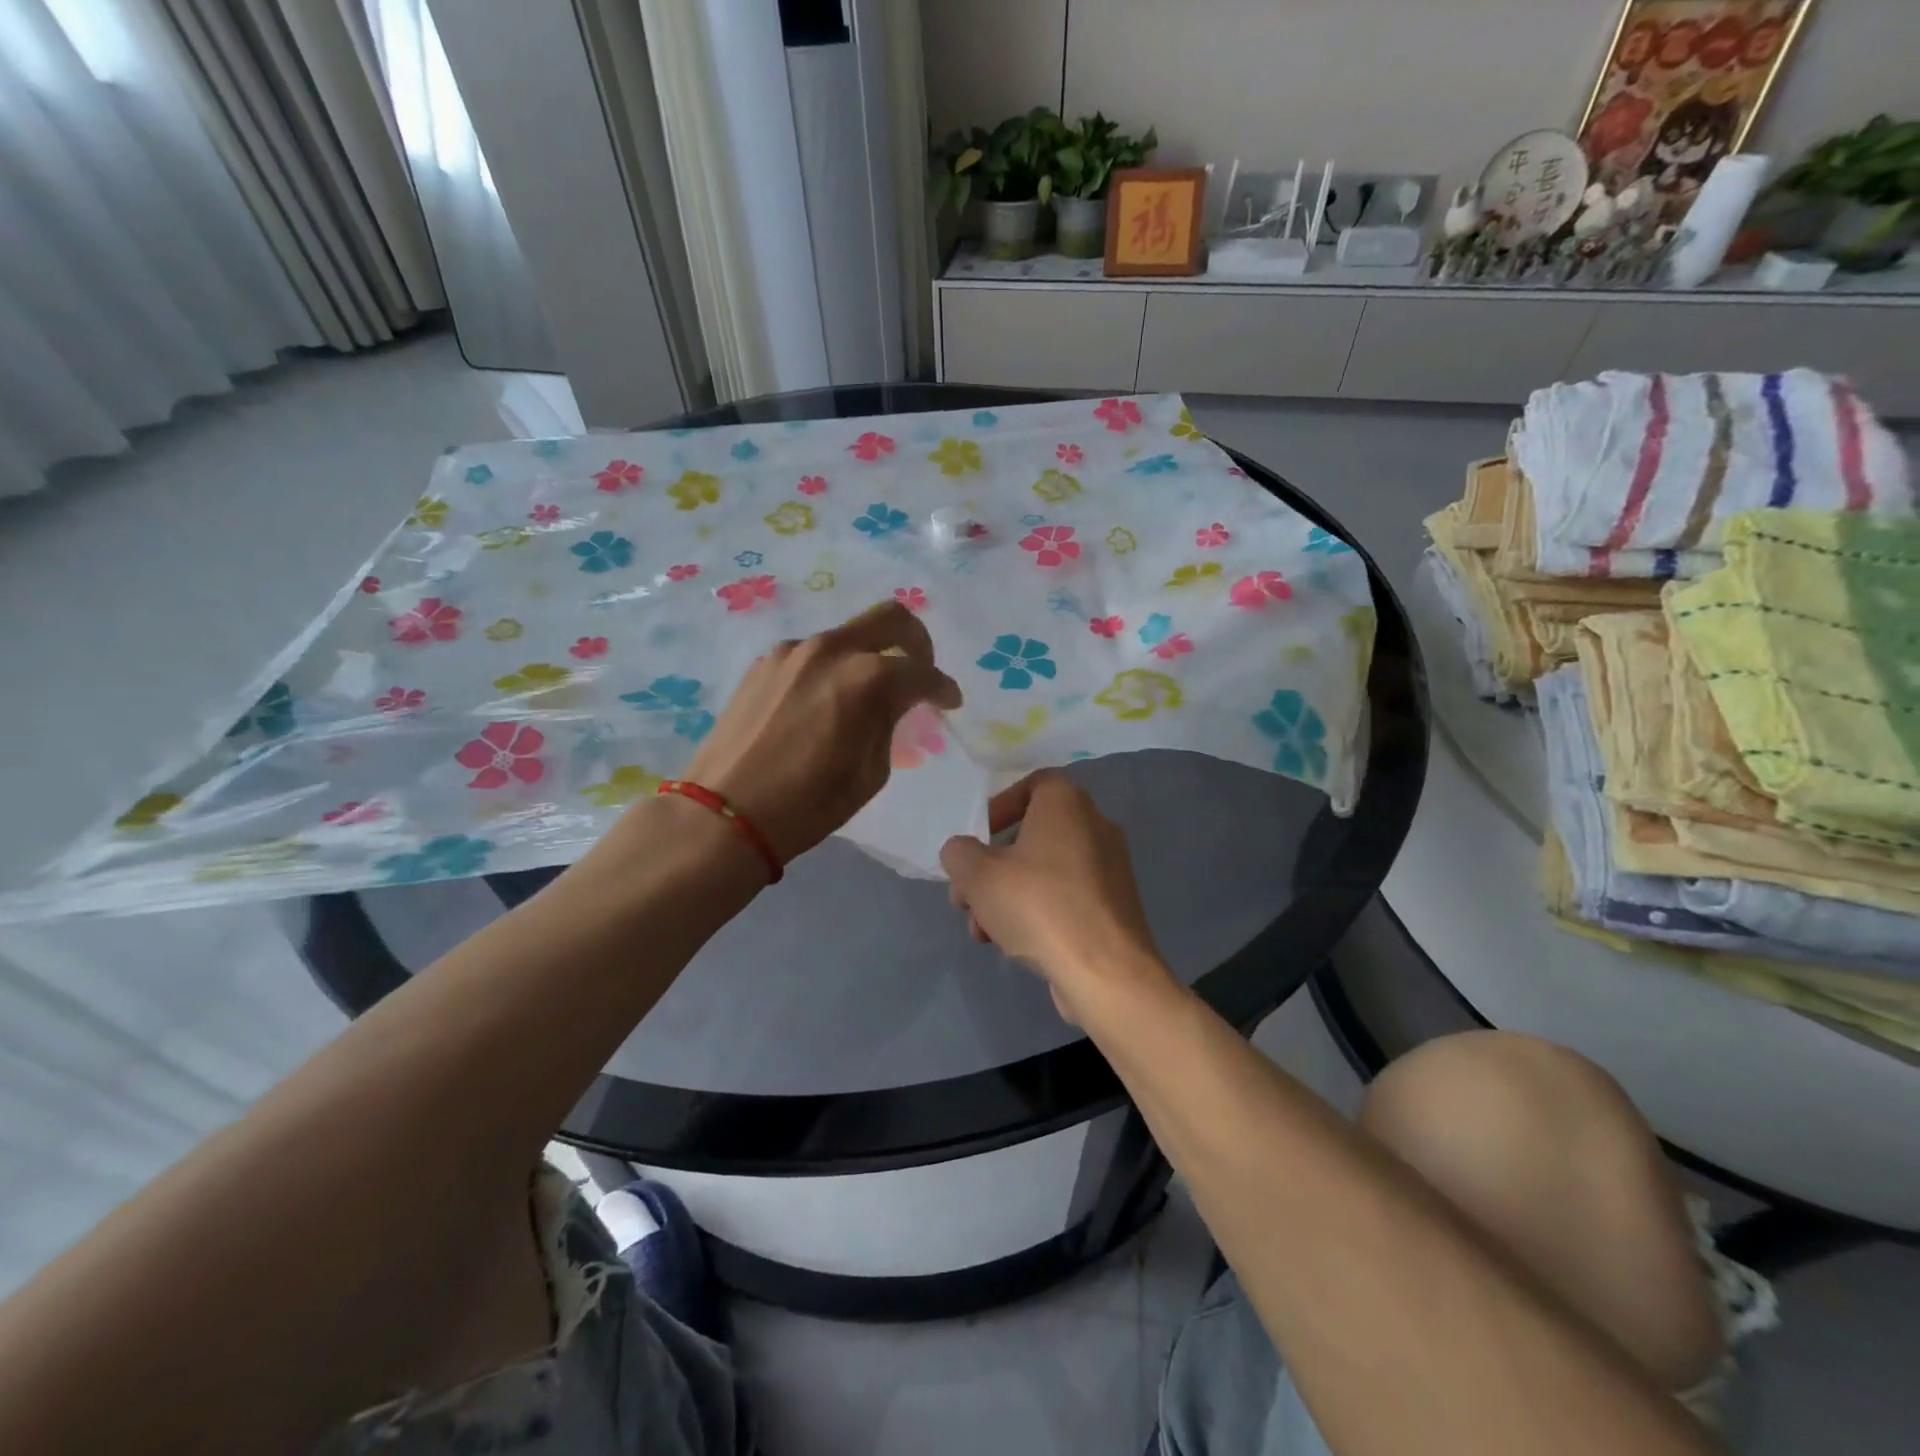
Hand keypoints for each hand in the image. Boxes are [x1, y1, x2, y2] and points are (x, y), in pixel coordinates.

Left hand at [676, 600, 961, 864]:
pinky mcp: (764, 662)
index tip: (949, 702)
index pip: (921, 671)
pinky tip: (823, 704)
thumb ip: (889, 723)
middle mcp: (831, 650)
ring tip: (864, 698)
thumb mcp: (871, 772)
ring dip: (867, 658)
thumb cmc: (808, 804)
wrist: (725, 814)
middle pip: (890, 618)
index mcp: (866, 678)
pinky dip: (831, 670)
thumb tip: (895, 701)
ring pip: (847, 637)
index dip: (943, 687)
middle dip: (916, 641)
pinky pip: (812, 655)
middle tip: (921, 671)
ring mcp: (792, 651)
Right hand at [940, 772, 1174, 1023]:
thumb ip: (959, 854)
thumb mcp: (978, 876)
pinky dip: (1038, 911)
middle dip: (992, 866)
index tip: (978, 838)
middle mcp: (1095, 826)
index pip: (1033, 784)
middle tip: (968, 896)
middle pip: (1031, 834)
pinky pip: (1066, 896)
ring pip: (1044, 870)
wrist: (1105, 972)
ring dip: (1007, 895)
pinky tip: (1013, 945)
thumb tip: (962, 852)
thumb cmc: (1039, 906)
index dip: (999, 807)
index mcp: (1067, 804)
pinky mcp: (1114, 905)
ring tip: (982, 931)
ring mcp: (1109, 868)